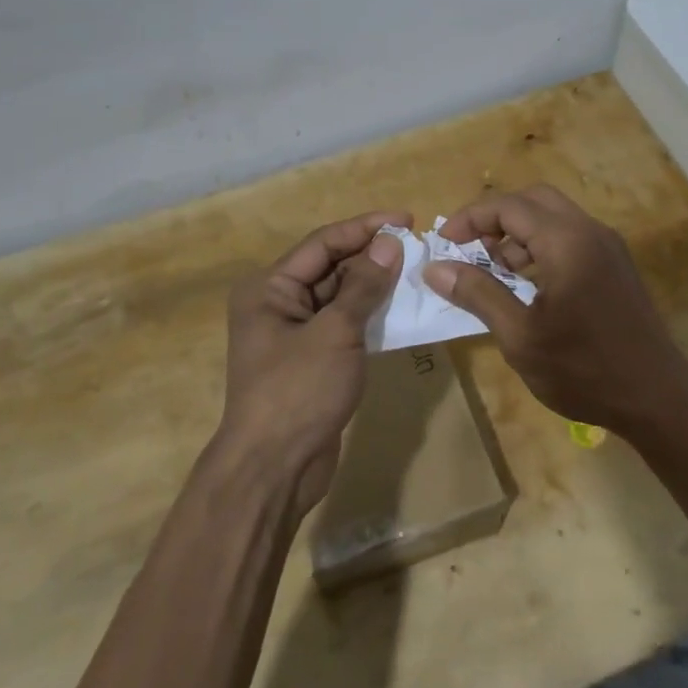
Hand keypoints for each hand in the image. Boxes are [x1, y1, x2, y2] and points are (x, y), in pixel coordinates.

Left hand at [220, 211, 406, 512]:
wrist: (274, 468)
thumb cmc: (298, 391)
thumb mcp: (335, 332)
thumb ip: (363, 286)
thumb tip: (390, 243)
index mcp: (269, 288)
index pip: (323, 243)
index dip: (365, 228)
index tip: (406, 219)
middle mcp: (277, 303)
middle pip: (330, 267)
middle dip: (372, 256)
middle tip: (418, 248)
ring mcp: (295, 334)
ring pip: (340, 296)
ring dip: (374, 285)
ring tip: (416, 273)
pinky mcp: (312, 360)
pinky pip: (343, 324)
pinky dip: (369, 315)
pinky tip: (401, 309)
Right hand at [422, 185, 687, 437]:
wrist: (658, 399)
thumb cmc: (583, 370)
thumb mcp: (520, 336)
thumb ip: (478, 294)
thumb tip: (434, 268)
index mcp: (567, 242)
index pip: (509, 206)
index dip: (470, 218)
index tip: (444, 244)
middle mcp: (590, 232)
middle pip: (533, 200)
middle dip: (495, 218)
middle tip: (469, 250)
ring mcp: (608, 247)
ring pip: (554, 217)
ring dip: (518, 233)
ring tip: (494, 272)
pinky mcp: (616, 265)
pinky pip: (571, 237)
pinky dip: (541, 247)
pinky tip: (528, 285)